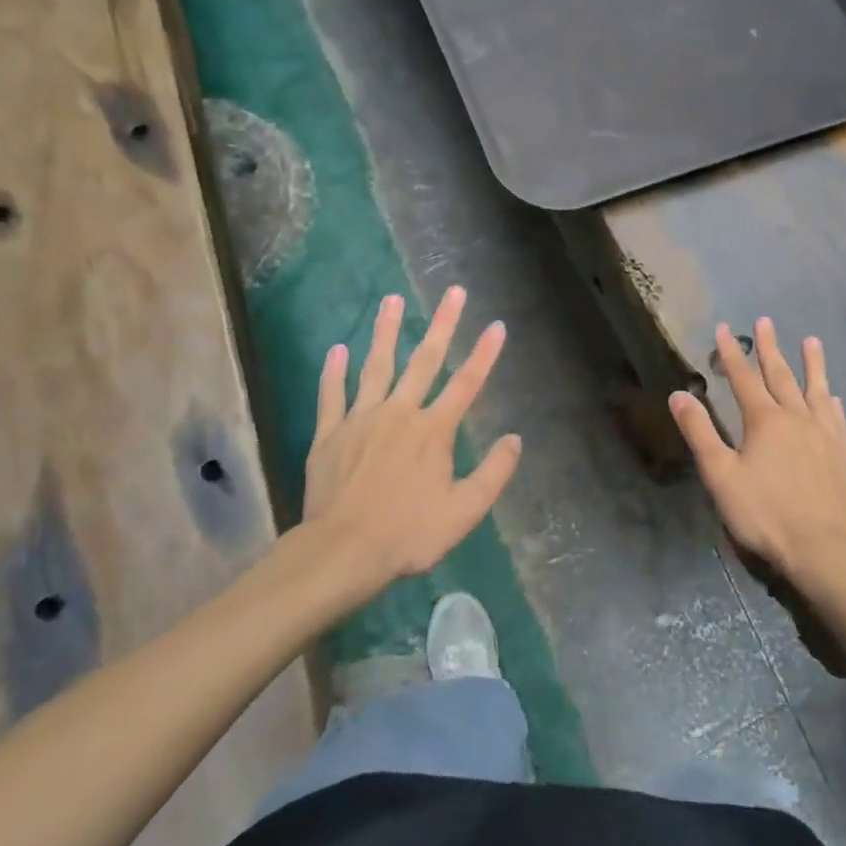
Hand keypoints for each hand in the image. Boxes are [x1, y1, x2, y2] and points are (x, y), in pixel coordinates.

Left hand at [304, 287, 520, 590]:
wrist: (341, 552)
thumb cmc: (408, 534)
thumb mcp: (464, 512)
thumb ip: (493, 473)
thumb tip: (515, 439)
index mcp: (433, 431)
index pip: (467, 384)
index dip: (485, 354)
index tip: (497, 325)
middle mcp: (399, 413)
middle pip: (425, 361)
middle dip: (442, 324)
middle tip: (453, 292)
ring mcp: (361, 420)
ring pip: (376, 366)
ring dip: (386, 331)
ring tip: (391, 299)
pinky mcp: (330, 434)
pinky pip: (332, 396)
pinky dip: (334, 372)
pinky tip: (337, 350)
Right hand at [669, 318, 845, 584]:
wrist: (824, 548)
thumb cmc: (765, 513)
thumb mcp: (721, 475)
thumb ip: (700, 432)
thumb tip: (679, 394)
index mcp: (764, 420)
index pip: (743, 378)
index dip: (731, 353)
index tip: (724, 328)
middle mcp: (797, 417)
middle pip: (781, 375)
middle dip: (769, 347)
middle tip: (764, 321)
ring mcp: (825, 434)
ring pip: (815, 389)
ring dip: (812, 364)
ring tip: (811, 340)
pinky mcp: (844, 454)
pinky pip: (837, 417)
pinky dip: (831, 401)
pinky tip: (832, 397)